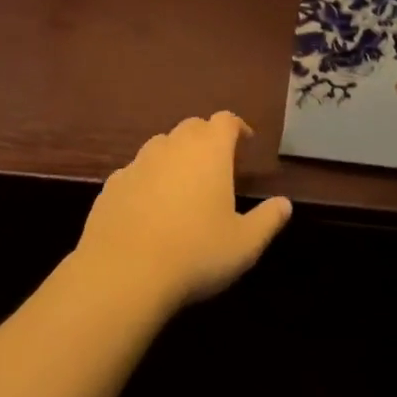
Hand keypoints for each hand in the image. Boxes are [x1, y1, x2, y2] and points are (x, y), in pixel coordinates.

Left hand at [74, 112, 291, 314]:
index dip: (237, 127)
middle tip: (217, 164)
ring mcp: (138, 164)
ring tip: (183, 185)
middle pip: (192, 127)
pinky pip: (135, 172)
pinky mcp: (111, 186)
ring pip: (160, 146)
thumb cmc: (195, 253)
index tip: (245, 142)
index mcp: (209, 150)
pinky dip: (147, 180)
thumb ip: (268, 220)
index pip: (225, 121)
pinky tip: (149, 208)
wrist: (122, 275)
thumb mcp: (245, 244)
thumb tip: (284, 204)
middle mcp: (173, 146)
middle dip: (206, 139)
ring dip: (175, 156)